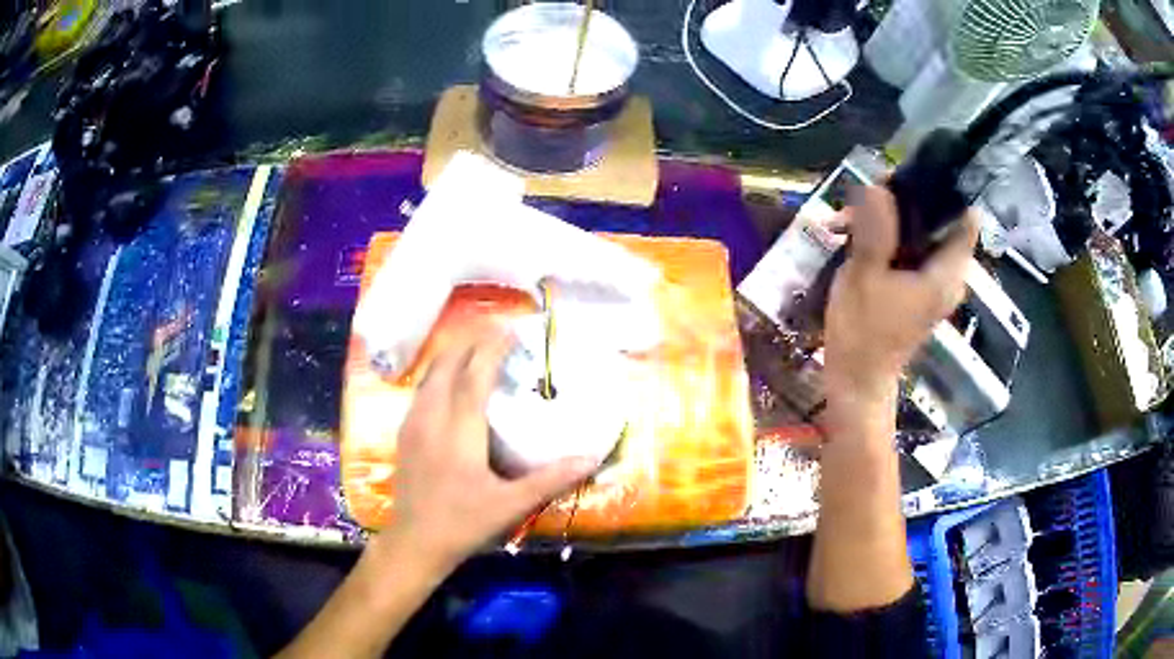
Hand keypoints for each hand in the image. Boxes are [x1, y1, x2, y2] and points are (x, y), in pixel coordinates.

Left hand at [373, 324, 598, 571]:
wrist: (414, 543)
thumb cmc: (463, 524)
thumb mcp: (510, 505)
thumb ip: (550, 479)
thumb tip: (591, 457)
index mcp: (458, 432)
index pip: (473, 376)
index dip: (491, 349)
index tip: (510, 329)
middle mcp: (432, 419)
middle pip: (446, 365)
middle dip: (469, 342)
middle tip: (495, 331)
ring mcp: (413, 425)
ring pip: (430, 375)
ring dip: (452, 355)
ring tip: (475, 348)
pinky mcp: (404, 434)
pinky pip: (421, 390)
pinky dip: (438, 374)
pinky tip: (449, 382)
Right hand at [823, 186, 978, 412]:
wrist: (857, 382)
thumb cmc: (862, 335)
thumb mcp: (863, 277)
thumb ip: (875, 230)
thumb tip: (879, 187)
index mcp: (946, 274)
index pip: (965, 216)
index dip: (940, 190)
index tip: (905, 178)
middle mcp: (948, 275)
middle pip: (940, 219)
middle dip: (905, 200)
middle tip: (866, 197)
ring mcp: (934, 282)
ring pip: (922, 231)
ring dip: (890, 217)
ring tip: (850, 217)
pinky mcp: (918, 288)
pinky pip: (911, 248)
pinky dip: (888, 236)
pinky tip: (855, 235)